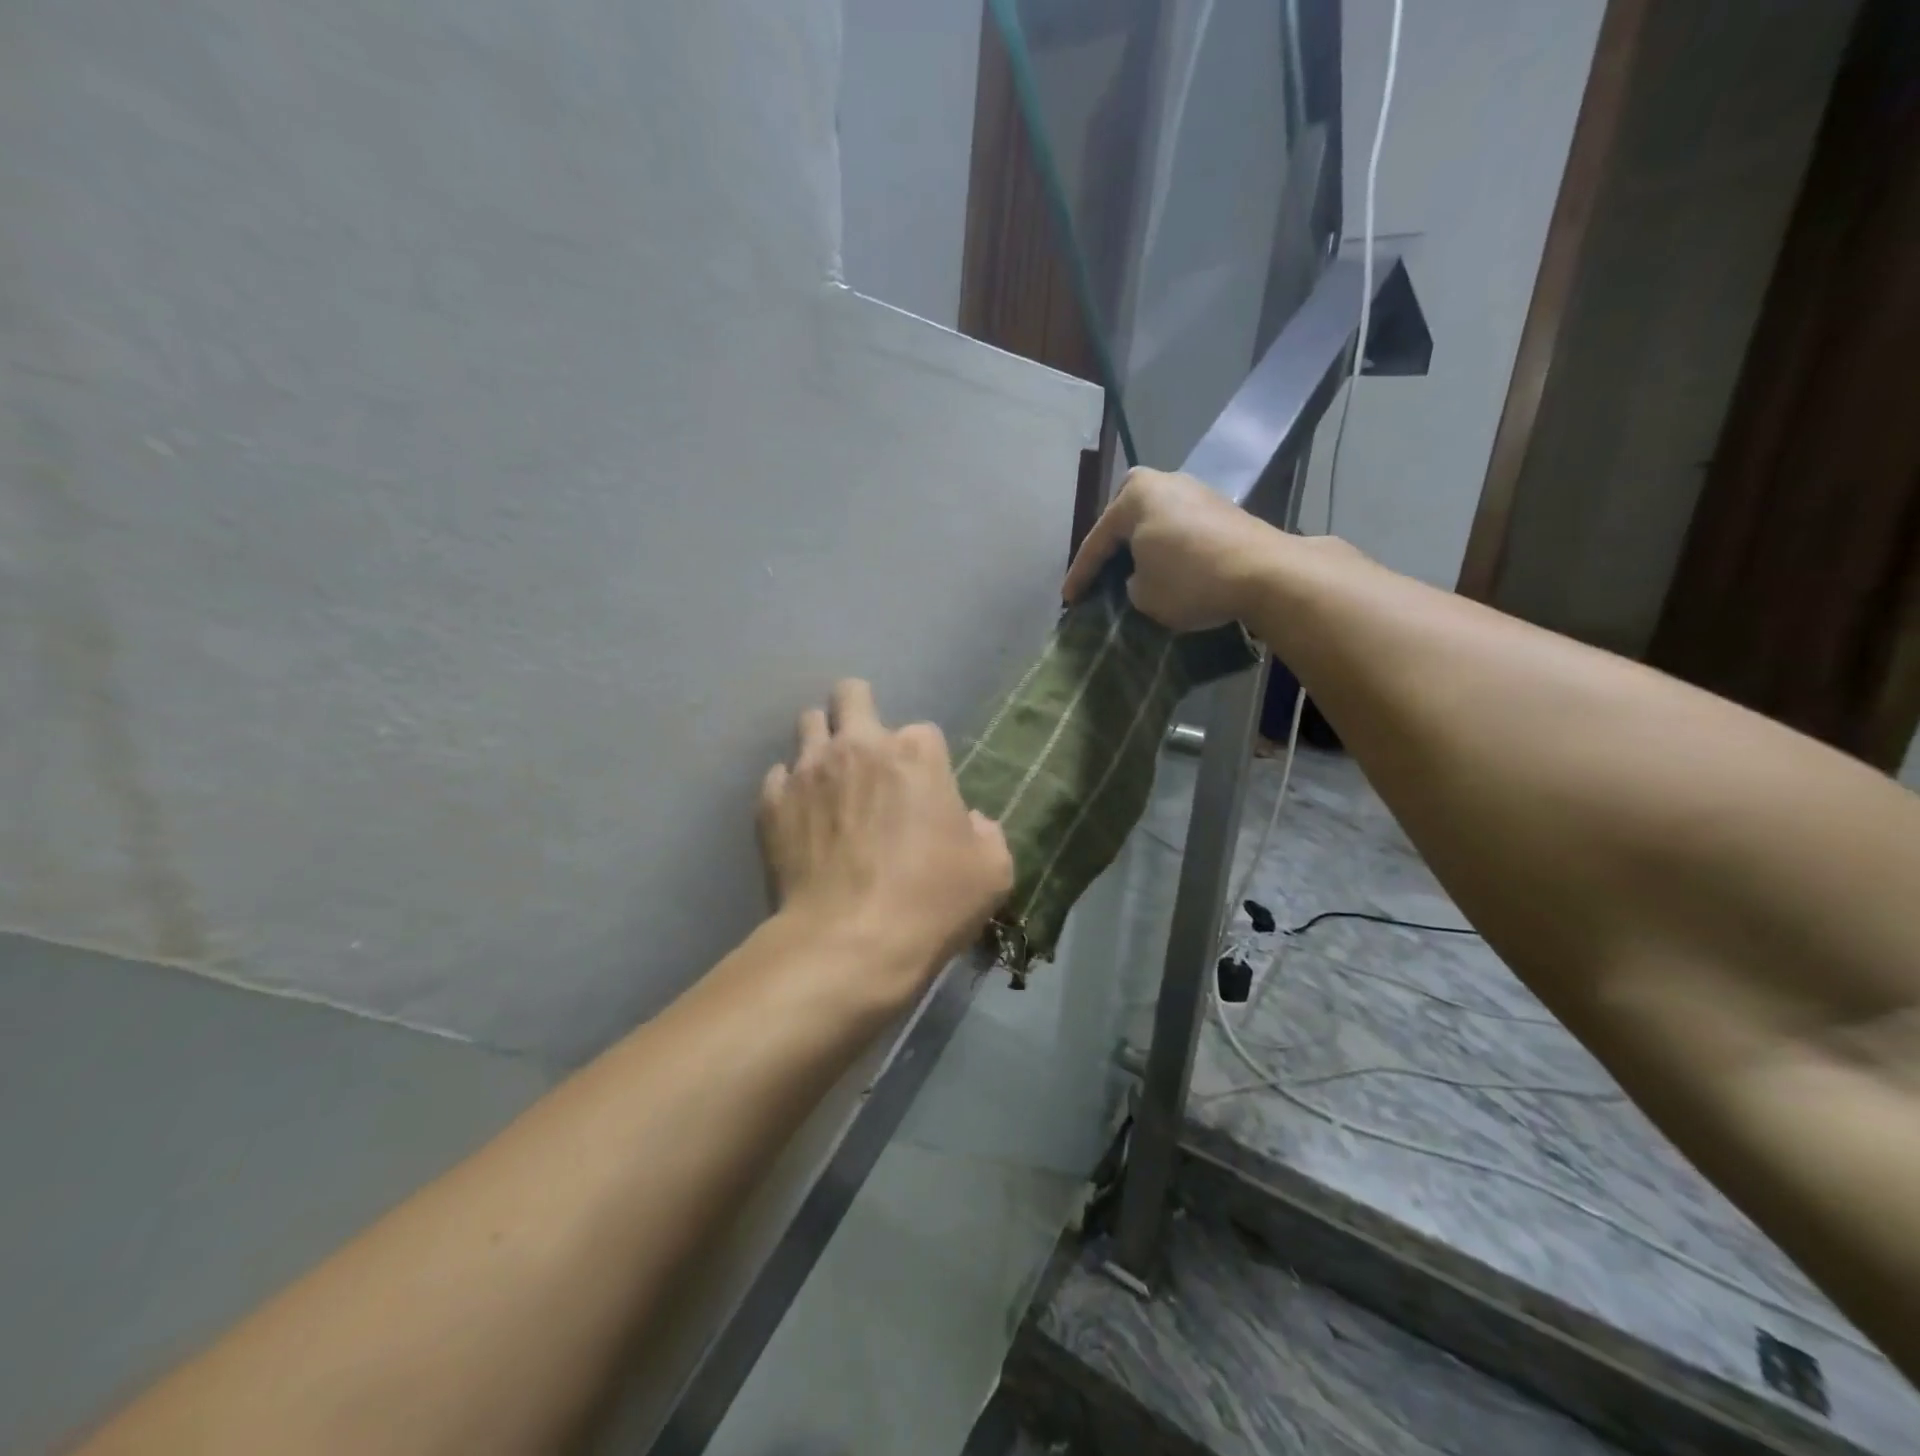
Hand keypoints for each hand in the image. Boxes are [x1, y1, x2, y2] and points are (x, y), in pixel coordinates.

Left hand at [758, 680, 1012, 1000]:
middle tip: (865, 749)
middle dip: (859, 709)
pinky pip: (778, 776)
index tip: (924, 793)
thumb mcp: (992, 872)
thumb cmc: (930, 903)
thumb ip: (987, 834)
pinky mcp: (772, 803)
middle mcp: (858, 746)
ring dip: (822, 742)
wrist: (848, 944)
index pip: (923, 731)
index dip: (925, 761)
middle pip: (851, 694)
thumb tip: (970, 823)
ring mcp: (809, 771)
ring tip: (830, 778)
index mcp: (916, 754)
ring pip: (808, 723)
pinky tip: (801, 818)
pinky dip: (791, 788)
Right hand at [1062, 467, 1286, 631]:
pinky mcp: (1220, 509)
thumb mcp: (1142, 594)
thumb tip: (1139, 576)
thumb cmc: (1190, 580)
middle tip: (1099, 576)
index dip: (1080, 576)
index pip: (1097, 541)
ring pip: (1153, 522)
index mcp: (1135, 496)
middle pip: (1124, 520)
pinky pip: (1177, 528)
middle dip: (1110, 549)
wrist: (1265, 573)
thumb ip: (1128, 582)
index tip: (1069, 601)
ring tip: (1130, 574)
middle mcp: (1164, 482)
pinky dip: (1166, 548)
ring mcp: (1196, 491)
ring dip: (1140, 547)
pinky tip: (1164, 568)